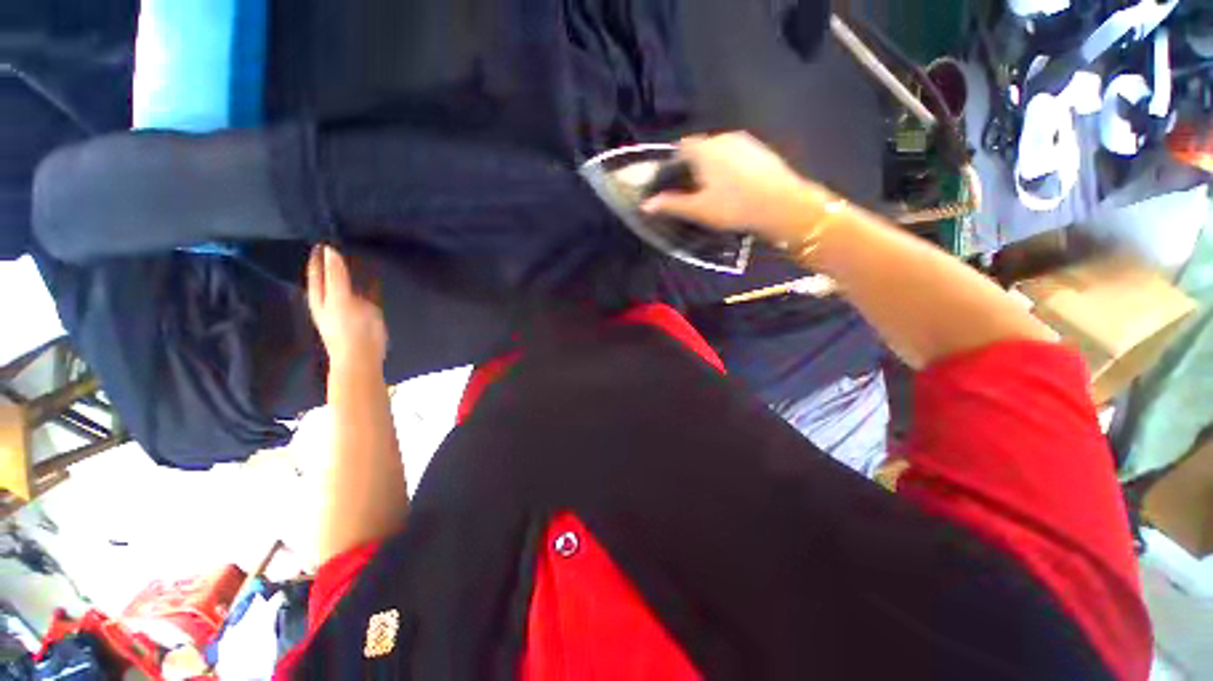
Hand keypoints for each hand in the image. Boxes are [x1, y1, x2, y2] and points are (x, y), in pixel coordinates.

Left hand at [307, 245, 387, 368]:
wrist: (363, 355)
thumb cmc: (347, 328)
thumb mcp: (339, 299)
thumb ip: (336, 275)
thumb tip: (329, 249)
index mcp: (320, 296)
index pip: (316, 271)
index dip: (318, 257)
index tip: (324, 238)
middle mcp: (332, 299)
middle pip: (331, 276)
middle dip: (334, 262)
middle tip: (341, 242)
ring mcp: (350, 306)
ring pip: (349, 283)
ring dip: (353, 271)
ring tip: (358, 254)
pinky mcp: (368, 312)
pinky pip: (368, 292)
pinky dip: (370, 283)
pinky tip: (375, 275)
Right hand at [641, 132, 826, 242]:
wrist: (783, 205)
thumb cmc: (734, 206)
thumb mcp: (698, 209)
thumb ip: (670, 204)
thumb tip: (645, 205)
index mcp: (705, 149)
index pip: (681, 147)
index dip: (674, 163)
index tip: (673, 183)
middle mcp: (724, 137)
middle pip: (700, 148)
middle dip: (693, 165)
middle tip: (692, 190)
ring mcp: (746, 142)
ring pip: (720, 151)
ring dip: (712, 166)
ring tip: (714, 190)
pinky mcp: (761, 150)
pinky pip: (737, 155)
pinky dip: (729, 167)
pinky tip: (735, 186)